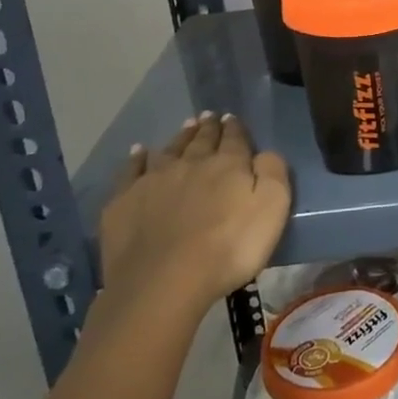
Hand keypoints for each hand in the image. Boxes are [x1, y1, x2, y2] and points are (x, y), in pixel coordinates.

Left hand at [97, 113, 290, 322]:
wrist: (164, 281)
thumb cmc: (229, 248)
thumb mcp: (272, 209)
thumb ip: (273, 173)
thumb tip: (264, 152)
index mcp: (228, 165)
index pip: (234, 139)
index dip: (235, 128)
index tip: (232, 118)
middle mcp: (190, 163)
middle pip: (201, 140)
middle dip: (208, 127)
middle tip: (209, 116)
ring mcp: (153, 180)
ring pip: (170, 150)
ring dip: (180, 137)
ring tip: (186, 126)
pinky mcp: (124, 201)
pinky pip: (131, 170)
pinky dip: (137, 158)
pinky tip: (139, 152)